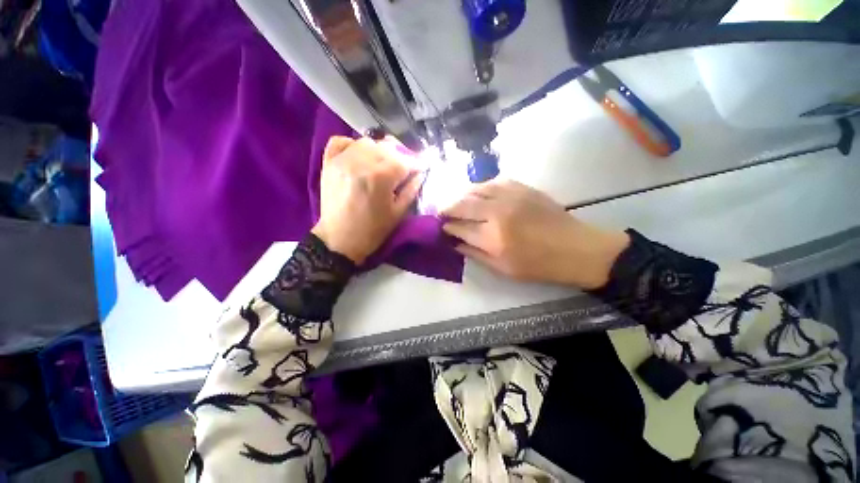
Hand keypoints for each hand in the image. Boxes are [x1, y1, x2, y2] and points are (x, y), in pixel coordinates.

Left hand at [312, 136, 421, 263]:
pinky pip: (341, 141)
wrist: (339, 240)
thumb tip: (421, 173)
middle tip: (404, 168)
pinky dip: (353, 144)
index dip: (417, 163)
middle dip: (400, 157)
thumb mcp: (398, 213)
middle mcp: (361, 162)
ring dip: (379, 151)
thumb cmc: (373, 230)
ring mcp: (342, 160)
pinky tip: (359, 156)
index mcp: (381, 177)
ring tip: (383, 164)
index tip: (423, 166)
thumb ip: (412, 189)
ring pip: (367, 142)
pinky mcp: (329, 163)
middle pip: (387, 148)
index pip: (405, 161)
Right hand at [442, 180, 629, 288]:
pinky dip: (481, 187)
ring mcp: (511, 196)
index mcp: (493, 238)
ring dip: (462, 195)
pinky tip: (479, 193)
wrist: (576, 249)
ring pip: (476, 189)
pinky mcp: (523, 188)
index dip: (446, 226)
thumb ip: (475, 254)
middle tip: (441, 212)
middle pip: (463, 204)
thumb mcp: (503, 269)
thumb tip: (455, 243)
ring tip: (458, 202)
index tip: (440, 226)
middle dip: (447, 208)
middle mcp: (498, 213)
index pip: (459, 227)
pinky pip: (494, 181)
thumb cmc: (538, 266)